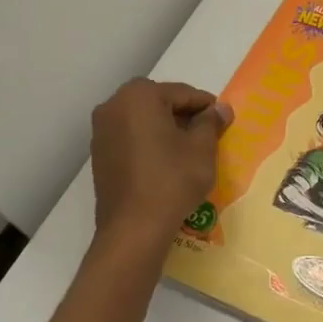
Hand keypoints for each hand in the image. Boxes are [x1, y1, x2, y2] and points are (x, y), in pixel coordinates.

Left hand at [88, 79, 230, 245]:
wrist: (134, 228)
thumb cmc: (172, 180)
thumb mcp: (202, 148)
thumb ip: (211, 122)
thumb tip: (221, 108)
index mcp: (139, 96)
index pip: (182, 93)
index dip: (206, 106)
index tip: (222, 120)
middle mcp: (113, 106)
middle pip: (159, 102)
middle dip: (184, 115)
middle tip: (208, 134)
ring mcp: (102, 131)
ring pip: (143, 119)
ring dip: (166, 128)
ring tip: (189, 149)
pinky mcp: (99, 154)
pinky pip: (131, 136)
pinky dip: (150, 141)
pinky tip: (167, 161)